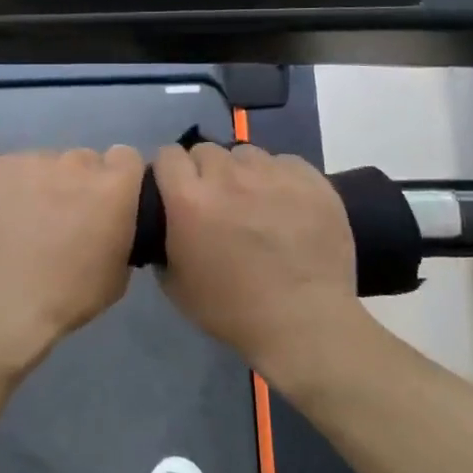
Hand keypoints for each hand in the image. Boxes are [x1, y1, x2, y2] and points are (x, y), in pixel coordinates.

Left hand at [0, 146, 145, 372]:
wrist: (0, 305)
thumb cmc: (68, 297)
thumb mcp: (119, 273)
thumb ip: (121, 231)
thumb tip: (111, 222)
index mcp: (112, 186)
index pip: (126, 157)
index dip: (118, 178)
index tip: (106, 202)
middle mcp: (75, 162)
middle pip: (83, 160)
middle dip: (79, 183)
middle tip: (63, 216)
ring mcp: (32, 160)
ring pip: (45, 164)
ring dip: (43, 184)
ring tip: (26, 220)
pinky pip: (11, 170)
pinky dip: (9, 188)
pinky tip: (0, 218)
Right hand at [153, 142, 356, 381]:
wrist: (304, 322)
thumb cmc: (233, 310)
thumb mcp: (175, 284)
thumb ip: (162, 241)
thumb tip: (165, 222)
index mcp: (189, 200)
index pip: (167, 155)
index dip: (169, 171)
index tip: (175, 189)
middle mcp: (227, 177)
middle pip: (205, 150)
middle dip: (204, 171)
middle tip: (216, 201)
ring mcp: (272, 174)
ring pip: (245, 153)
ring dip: (241, 172)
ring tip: (254, 200)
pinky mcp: (309, 179)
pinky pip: (284, 162)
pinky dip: (279, 178)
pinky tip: (286, 205)